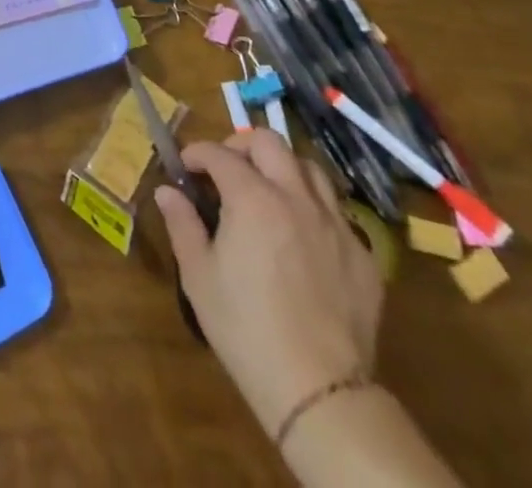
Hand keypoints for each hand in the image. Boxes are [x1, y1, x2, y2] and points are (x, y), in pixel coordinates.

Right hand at [154, 130, 382, 437]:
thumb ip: (182, 223)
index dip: (196, 153)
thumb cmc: (246, 329)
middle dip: (241, 146)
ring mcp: (336, 224)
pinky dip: (313, 207)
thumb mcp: (199, 276)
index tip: (184, 168)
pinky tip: (302, 235)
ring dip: (283, 168)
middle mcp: (296, 198)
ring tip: (267, 191)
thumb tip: (168, 191)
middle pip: (270, 142)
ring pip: (310, 168)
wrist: (319, 390)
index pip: (219, 154)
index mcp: (252, 198)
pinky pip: (337, 211)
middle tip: (226, 170)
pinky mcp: (363, 255)